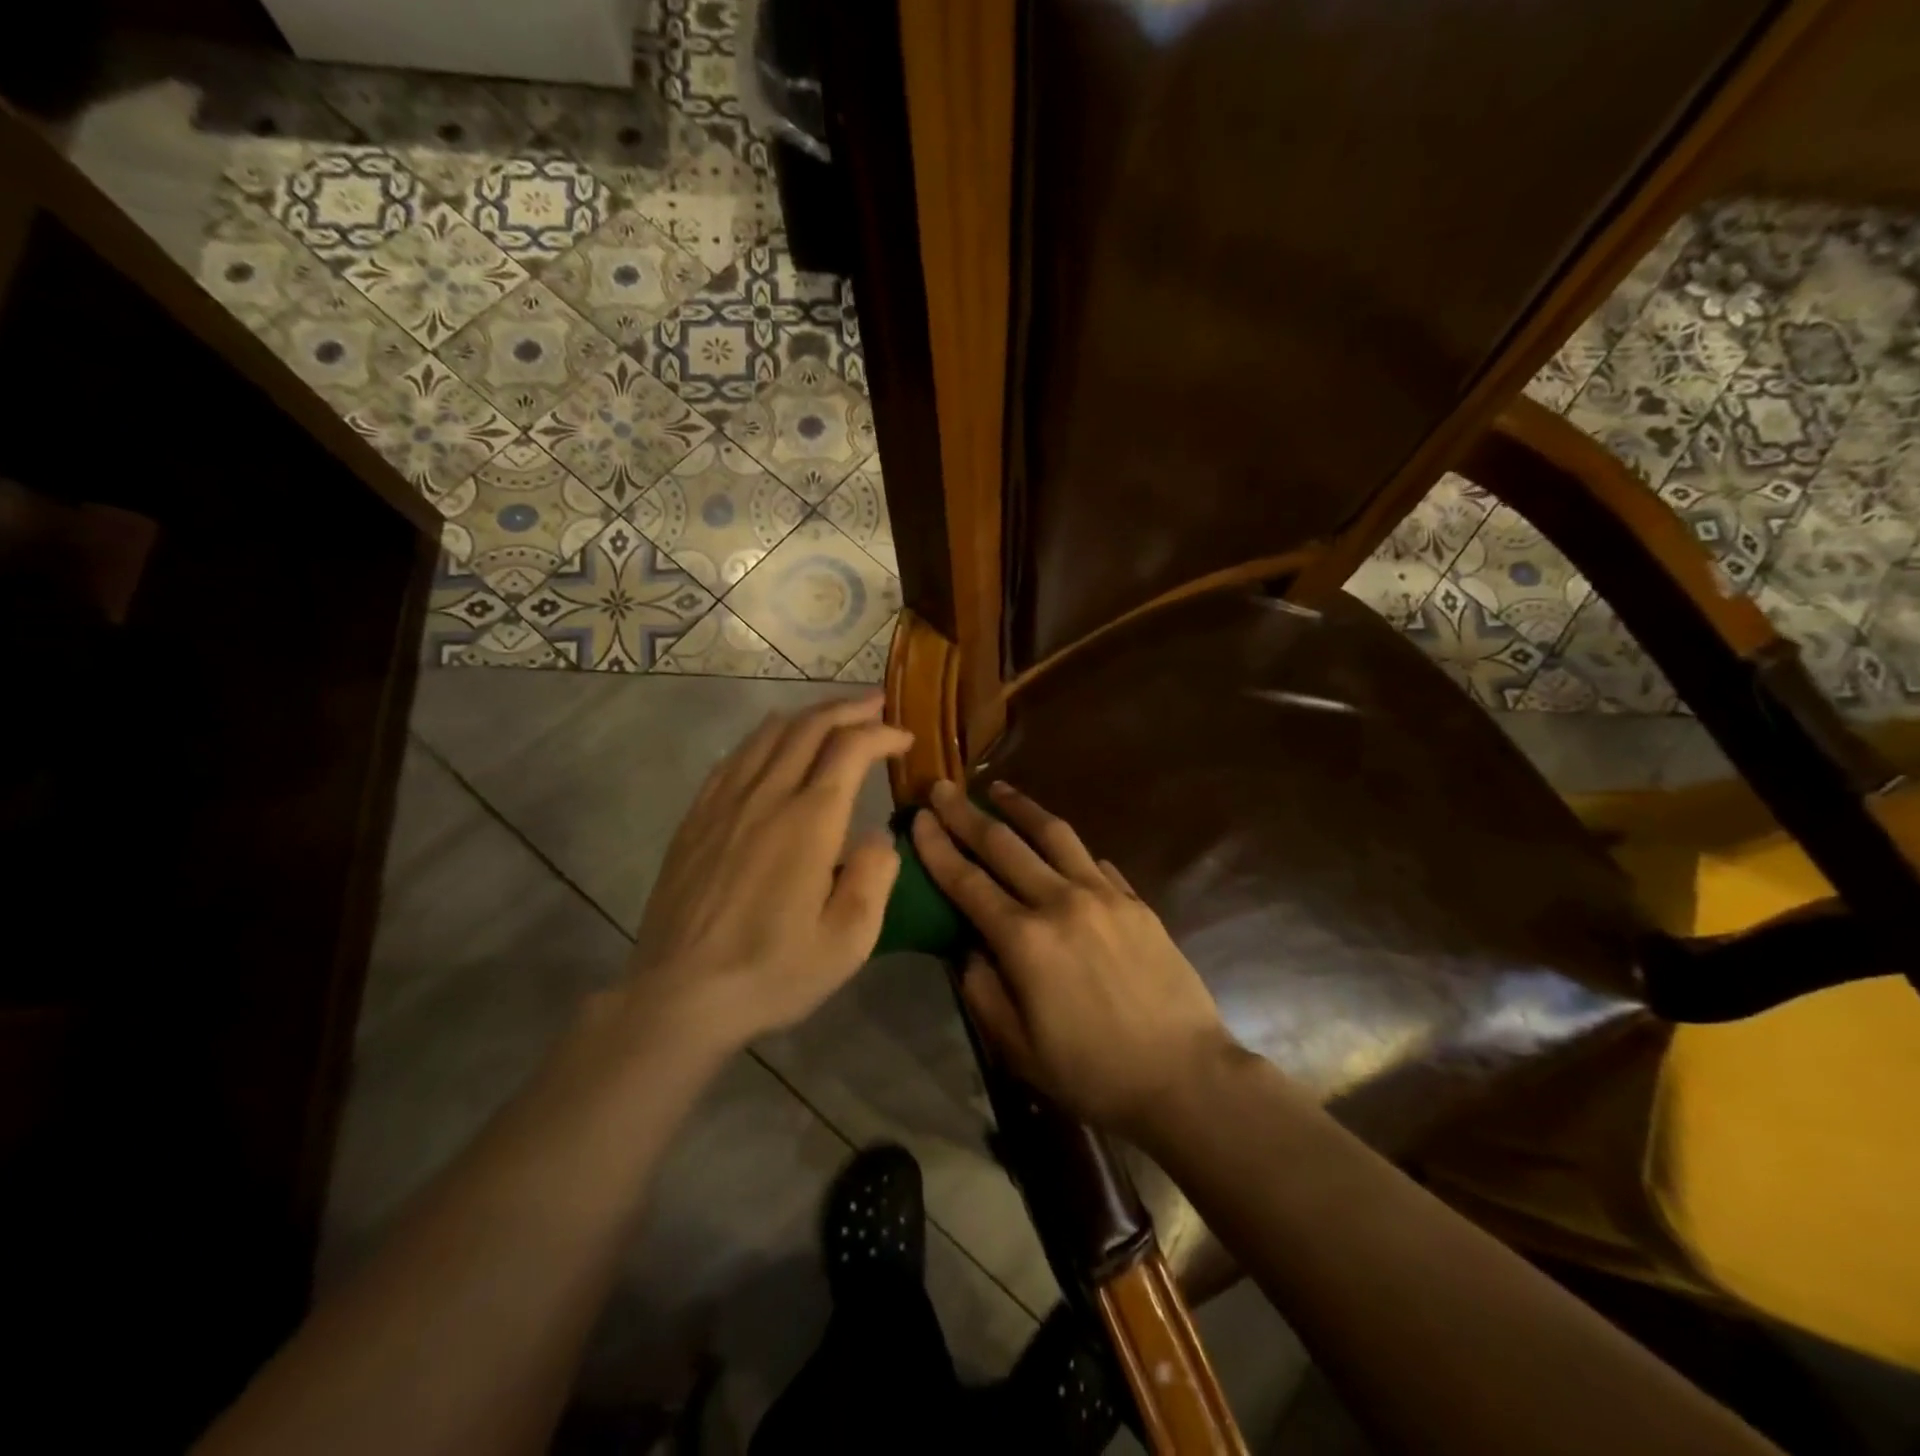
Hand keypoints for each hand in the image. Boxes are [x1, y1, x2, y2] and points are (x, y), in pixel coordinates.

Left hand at [622, 694, 912, 1055]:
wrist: (678, 997)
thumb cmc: (772, 972)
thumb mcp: (848, 941)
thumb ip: (873, 877)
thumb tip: (878, 836)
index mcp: (810, 821)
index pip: (851, 748)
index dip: (882, 733)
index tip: (905, 738)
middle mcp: (767, 796)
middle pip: (809, 727)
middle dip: (848, 707)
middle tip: (875, 703)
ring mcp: (724, 803)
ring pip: (768, 734)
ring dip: (807, 715)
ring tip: (832, 715)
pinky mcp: (696, 818)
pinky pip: (734, 758)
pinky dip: (764, 738)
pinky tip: (772, 744)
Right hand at [911, 779, 1234, 1138]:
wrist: (1185, 1076)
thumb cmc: (1093, 1073)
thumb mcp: (1018, 1048)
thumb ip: (983, 992)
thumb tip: (968, 950)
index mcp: (1025, 940)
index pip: (968, 881)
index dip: (938, 847)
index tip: (918, 817)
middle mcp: (1061, 902)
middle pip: (1004, 845)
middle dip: (966, 814)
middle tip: (942, 787)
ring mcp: (1104, 895)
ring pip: (1054, 836)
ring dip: (1021, 808)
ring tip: (998, 789)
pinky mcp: (1136, 901)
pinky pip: (1093, 861)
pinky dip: (1067, 846)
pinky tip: (1058, 842)